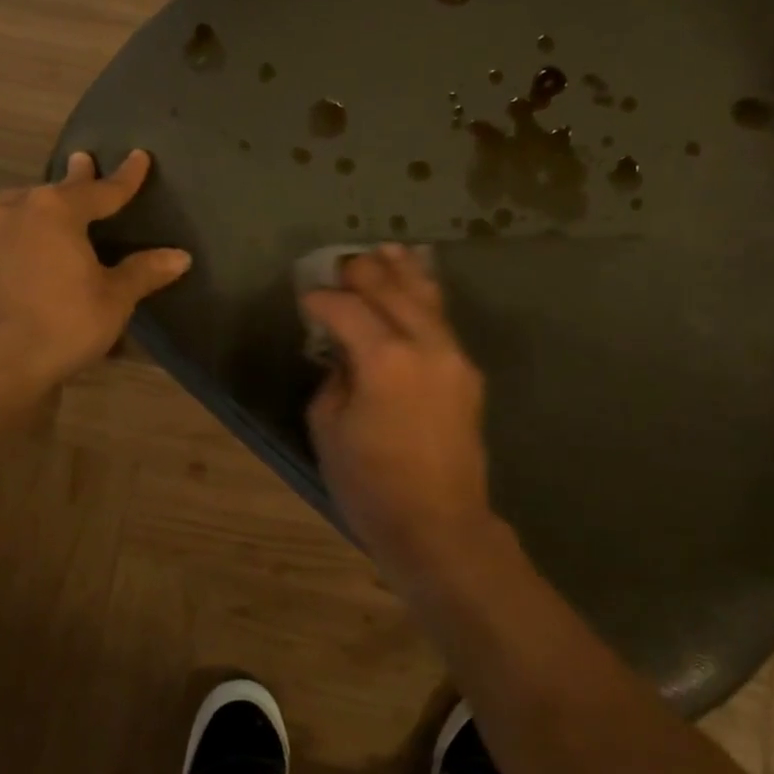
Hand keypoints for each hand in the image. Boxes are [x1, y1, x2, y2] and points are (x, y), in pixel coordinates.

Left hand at [0, 150, 189, 390]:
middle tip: (85, 162)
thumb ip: (144, 272)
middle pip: (57, 190)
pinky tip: (29, 241)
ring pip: (24, 205)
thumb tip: (181, 256)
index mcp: (57, 211)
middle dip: (77, 179)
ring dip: (44, 202)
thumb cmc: (62, 324)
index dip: (126, 177)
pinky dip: (26, 227)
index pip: (102, 190)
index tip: (139, 157)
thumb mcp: (113, 299)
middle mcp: (20, 210)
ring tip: (53, 202)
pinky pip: (8, 229)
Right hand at [303, 245, 497, 569]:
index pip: (347, 309)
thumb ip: (334, 378)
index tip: (306, 299)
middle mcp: (424, 345)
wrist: (439, 525)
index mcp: (384, 359)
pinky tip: (418, 284)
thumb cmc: (371, 485)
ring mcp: (453, 356)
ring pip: (427, 297)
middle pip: (391, 290)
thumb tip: (344, 356)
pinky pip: (443, 321)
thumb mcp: (329, 430)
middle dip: (363, 273)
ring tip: (387, 249)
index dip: (321, 300)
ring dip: (403, 271)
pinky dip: (426, 297)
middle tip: (342, 264)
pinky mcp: (467, 373)